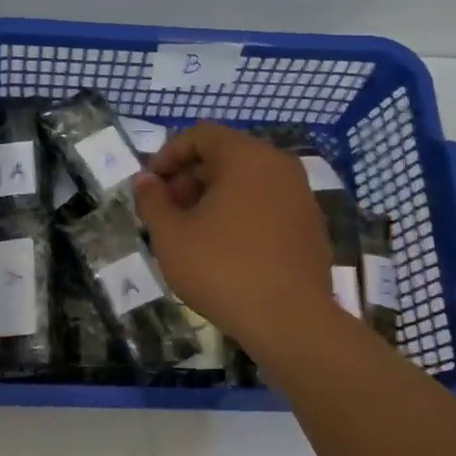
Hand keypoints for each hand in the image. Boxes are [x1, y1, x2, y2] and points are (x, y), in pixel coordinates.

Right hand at [132, 123, 331, 352]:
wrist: (289, 320)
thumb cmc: (222, 269)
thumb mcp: (171, 236)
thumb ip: (153, 201)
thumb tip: (145, 181)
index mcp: (247, 158)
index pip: (202, 135)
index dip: (169, 154)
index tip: (150, 185)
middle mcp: (280, 167)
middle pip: (226, 156)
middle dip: (189, 178)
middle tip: (165, 211)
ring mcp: (300, 197)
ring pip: (247, 183)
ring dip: (213, 198)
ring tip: (190, 232)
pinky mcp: (309, 227)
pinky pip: (266, 206)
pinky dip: (239, 214)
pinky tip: (222, 249)